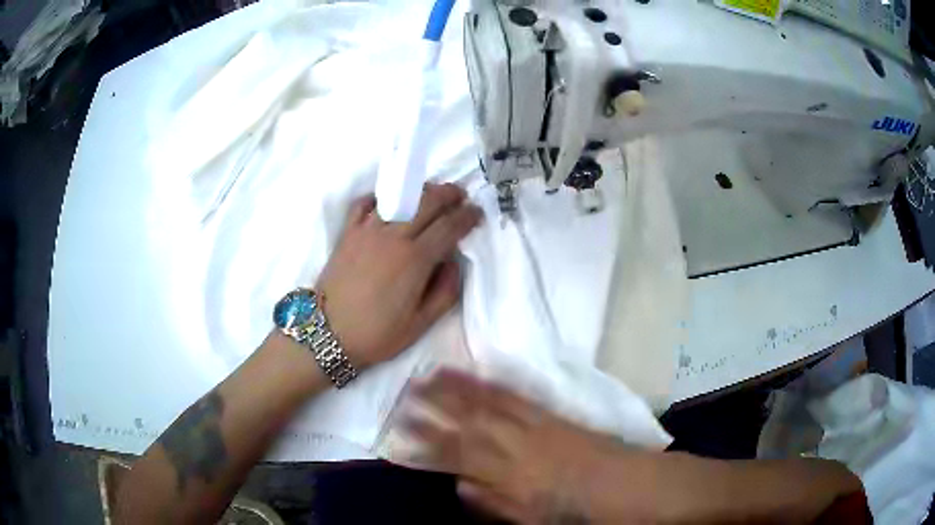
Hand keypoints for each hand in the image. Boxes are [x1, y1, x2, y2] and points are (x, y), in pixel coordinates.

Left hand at [317, 184, 481, 368]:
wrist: (328, 333)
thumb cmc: (377, 333)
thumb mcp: (421, 324)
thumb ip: (445, 292)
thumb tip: (453, 262)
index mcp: (415, 259)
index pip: (449, 226)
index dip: (467, 216)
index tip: (477, 213)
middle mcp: (394, 236)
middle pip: (427, 202)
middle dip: (449, 194)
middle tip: (460, 195)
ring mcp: (367, 230)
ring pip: (399, 198)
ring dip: (420, 192)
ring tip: (431, 194)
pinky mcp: (348, 232)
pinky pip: (364, 204)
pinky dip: (379, 198)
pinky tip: (387, 204)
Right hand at [402, 369, 630, 523]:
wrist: (623, 483)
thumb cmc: (575, 509)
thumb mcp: (532, 519)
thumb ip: (494, 502)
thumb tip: (458, 484)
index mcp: (509, 476)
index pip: (457, 456)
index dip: (426, 443)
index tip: (401, 432)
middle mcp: (516, 446)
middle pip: (467, 423)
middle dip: (433, 407)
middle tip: (405, 393)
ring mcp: (534, 425)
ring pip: (488, 404)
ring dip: (457, 388)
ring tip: (431, 374)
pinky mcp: (550, 413)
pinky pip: (517, 396)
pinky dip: (493, 384)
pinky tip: (478, 374)